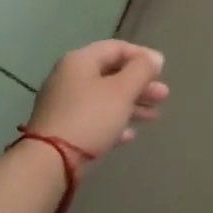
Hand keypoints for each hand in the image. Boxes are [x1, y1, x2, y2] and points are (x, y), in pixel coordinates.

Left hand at [25, 40, 168, 159]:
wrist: (49, 164)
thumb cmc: (90, 118)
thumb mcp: (122, 91)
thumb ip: (141, 70)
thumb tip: (155, 57)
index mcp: (80, 61)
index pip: (116, 47)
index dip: (142, 56)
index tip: (162, 70)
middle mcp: (69, 77)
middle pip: (111, 74)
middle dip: (140, 84)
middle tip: (163, 96)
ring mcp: (63, 104)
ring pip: (104, 98)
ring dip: (131, 104)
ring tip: (154, 116)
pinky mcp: (62, 129)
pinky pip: (94, 118)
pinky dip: (113, 122)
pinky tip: (129, 135)